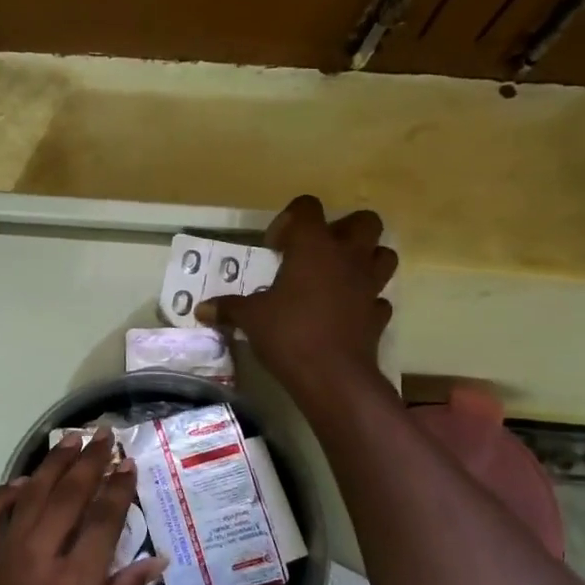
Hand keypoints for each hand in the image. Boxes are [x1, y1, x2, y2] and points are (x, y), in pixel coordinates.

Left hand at [0, 431, 159, 584]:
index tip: (129, 464)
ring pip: (29, 497)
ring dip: (52, 465)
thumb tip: (153, 559)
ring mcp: (1, 560)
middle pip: (67, 496)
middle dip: (89, 461)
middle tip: (104, 435)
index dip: (119, 487)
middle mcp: (38, 561)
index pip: (104, 519)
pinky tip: (22, 483)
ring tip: (71, 441)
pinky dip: (4, 495)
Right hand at [197, 195, 398, 409]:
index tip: (275, 247)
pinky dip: (365, 300)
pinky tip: (345, 312)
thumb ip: (228, 308)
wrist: (332, 377)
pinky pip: (378, 298)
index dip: (290, 219)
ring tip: (337, 277)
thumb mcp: (250, 319)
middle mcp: (348, 258)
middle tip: (316, 252)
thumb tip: (201, 309)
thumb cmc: (288, 334)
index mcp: (314, 247)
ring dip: (364, 259)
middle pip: (364, 221)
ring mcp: (369, 286)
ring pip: (383, 255)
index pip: (308, 208)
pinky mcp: (378, 315)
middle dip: (343, 229)